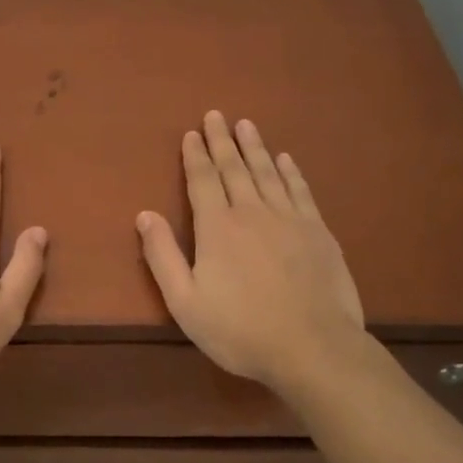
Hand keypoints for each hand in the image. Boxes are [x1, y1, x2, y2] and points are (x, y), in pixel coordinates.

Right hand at [136, 111, 371, 392]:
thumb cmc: (241, 330)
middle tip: (216, 115)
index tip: (191, 133)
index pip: (202, 180)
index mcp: (217, 227)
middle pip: (234, 168)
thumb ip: (163, 256)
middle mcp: (251, 212)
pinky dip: (290, 171)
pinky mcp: (318, 231)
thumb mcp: (185, 302)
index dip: (194, 155)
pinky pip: (300, 190)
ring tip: (246, 125)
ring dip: (254, 147)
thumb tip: (144, 214)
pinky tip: (285, 159)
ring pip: (267, 172)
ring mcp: (288, 219)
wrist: (313, 347)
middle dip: (222, 141)